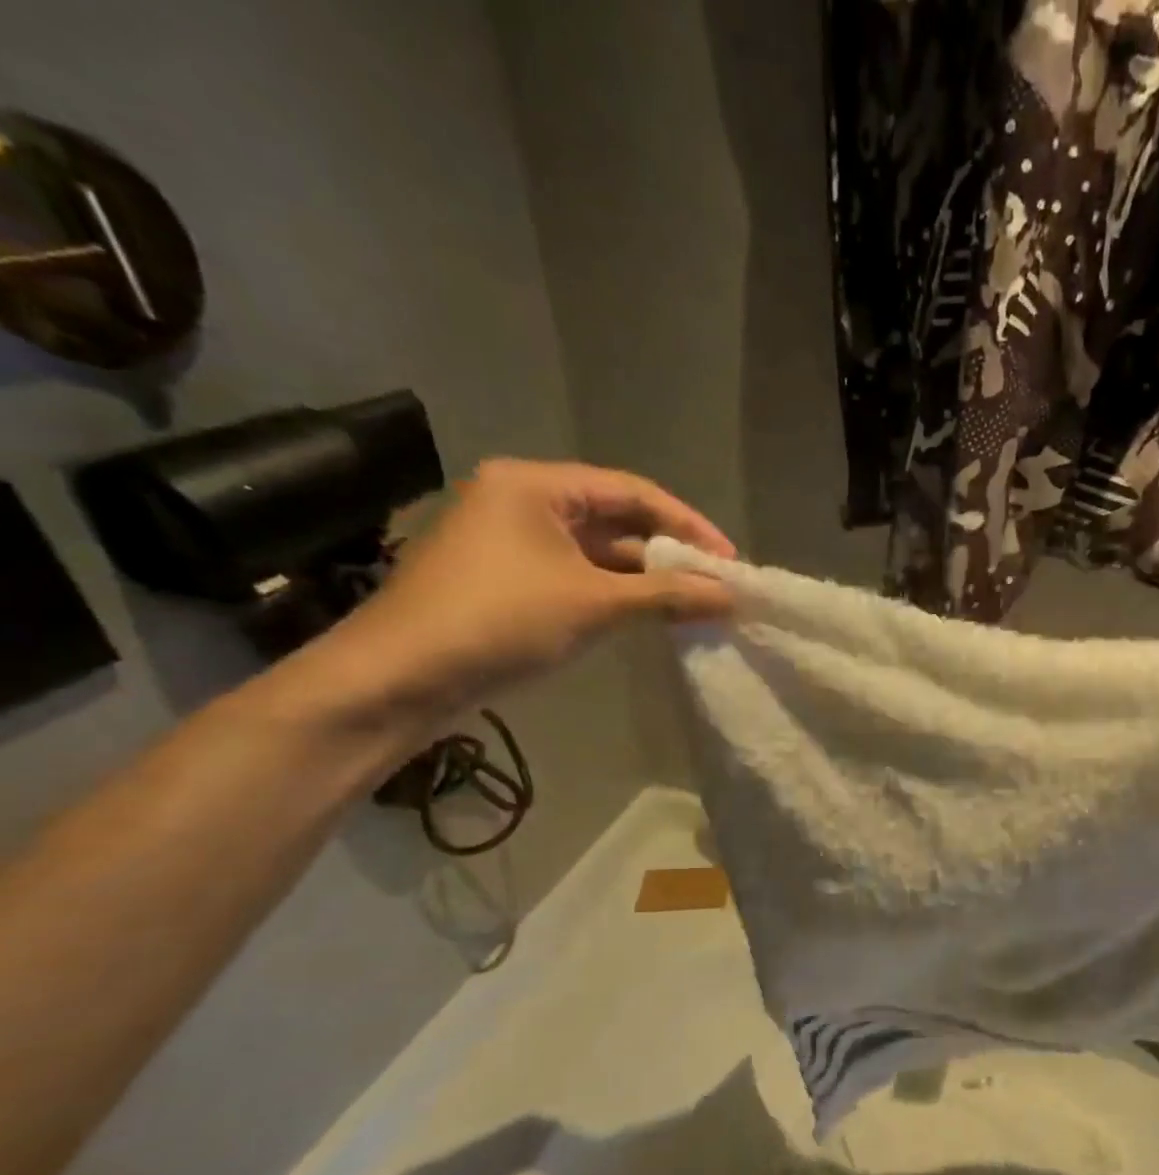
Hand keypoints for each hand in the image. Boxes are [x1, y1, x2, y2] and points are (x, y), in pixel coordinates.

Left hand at [324, 459, 734, 716]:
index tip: (729, 560)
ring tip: (694, 603)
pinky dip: (615, 593)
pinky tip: (649, 615)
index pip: (632, 492)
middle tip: (716, 583)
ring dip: (645, 577)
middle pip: (615, 519)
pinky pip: (577, 576)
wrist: (399, 678)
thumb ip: (668, 594)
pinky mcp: (507, 580)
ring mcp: (511, 543)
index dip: (688, 524)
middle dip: (669, 552)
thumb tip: (731, 597)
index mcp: (535, 485)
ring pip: (597, 551)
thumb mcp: (594, 603)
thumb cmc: (500, 620)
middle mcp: (521, 502)